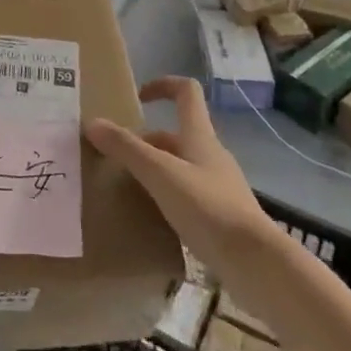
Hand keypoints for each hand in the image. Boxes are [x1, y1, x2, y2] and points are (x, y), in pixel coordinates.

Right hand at [84, 76, 276, 274]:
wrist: (257, 265)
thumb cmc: (208, 208)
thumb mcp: (160, 174)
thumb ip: (126, 148)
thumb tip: (92, 122)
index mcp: (200, 136)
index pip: (186, 92)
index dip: (162, 85)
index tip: (137, 98)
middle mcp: (210, 155)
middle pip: (175, 134)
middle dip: (144, 141)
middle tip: (116, 157)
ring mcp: (218, 186)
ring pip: (179, 166)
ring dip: (154, 170)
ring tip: (126, 187)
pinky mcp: (221, 216)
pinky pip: (187, 195)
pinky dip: (166, 198)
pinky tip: (151, 218)